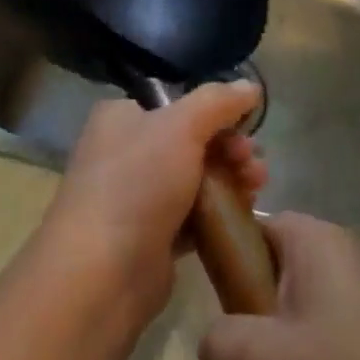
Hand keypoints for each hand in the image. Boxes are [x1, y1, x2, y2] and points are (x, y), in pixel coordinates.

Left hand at [35, 82, 264, 333]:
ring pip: (196, 180)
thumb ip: (218, 102)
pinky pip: (193, 216)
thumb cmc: (137, 184)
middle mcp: (124, 152)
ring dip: (231, 179)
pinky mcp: (152, 237)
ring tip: (256, 188)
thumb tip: (251, 87)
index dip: (215, 113)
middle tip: (253, 163)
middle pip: (191, 141)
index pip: (176, 104)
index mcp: (121, 118)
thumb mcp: (180, 126)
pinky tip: (242, 215)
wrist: (103, 272)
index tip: (246, 126)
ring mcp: (137, 197)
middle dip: (230, 149)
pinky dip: (218, 213)